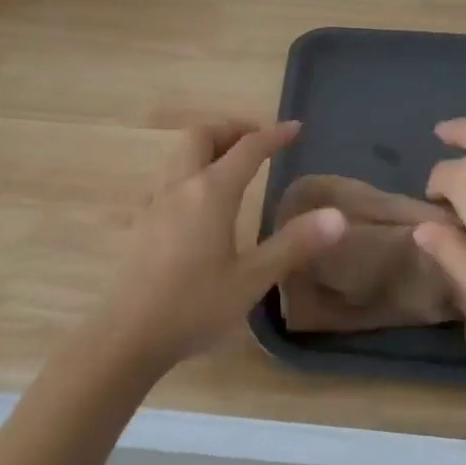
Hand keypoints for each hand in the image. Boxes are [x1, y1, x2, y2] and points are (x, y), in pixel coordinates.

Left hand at [99, 119, 346, 365]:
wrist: (127, 335)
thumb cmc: (194, 307)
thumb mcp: (251, 279)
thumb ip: (294, 244)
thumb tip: (338, 216)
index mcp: (210, 193)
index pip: (247, 149)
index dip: (273, 135)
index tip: (295, 128)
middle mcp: (180, 187)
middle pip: (201, 136)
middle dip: (232, 129)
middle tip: (258, 141)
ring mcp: (156, 203)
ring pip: (181, 154)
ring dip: (209, 147)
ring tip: (234, 165)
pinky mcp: (143, 222)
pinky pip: (170, 177)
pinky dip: (193, 169)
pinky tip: (203, 202)